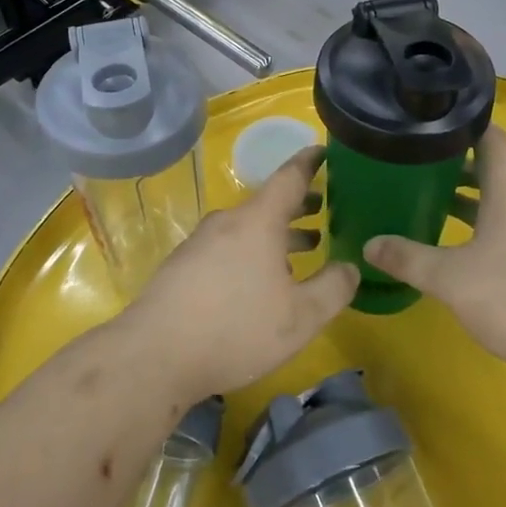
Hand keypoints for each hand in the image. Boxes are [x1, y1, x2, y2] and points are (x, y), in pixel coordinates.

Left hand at [122, 146, 357, 398]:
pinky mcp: (183, 266)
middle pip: (268, 204)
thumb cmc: (236, 329)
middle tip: (325, 210)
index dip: (310, 162)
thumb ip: (334, 289)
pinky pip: (227, 248)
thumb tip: (350, 267)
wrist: (154, 355)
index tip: (325, 151)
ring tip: (303, 248)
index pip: (289, 177)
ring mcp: (200, 243)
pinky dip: (252, 252)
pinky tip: (259, 282)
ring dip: (277, 234)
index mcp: (258, 221)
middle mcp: (227, 223)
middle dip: (299, 206)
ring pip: (247, 229)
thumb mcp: (301, 317)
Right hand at [364, 125, 505, 369]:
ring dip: (474, 198)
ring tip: (436, 201)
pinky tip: (467, 248)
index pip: (493, 140)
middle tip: (422, 165)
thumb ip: (408, 259)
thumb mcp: (450, 279)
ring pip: (505, 202)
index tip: (436, 122)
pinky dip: (488, 225)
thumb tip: (369, 245)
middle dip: (460, 164)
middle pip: (497, 170)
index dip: (467, 124)